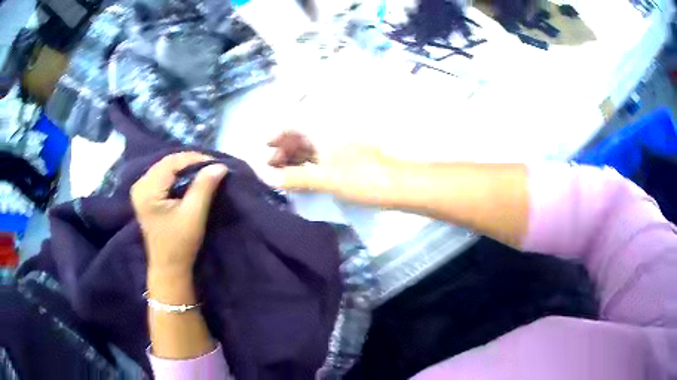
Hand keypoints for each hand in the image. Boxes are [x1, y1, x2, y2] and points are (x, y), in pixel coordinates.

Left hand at [131, 152, 227, 278]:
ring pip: (165, 168)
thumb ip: (204, 187)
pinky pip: (163, 176)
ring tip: (203, 173)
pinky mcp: (145, 195)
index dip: (194, 159)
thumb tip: (219, 165)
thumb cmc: (180, 244)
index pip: (172, 162)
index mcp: (147, 189)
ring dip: (185, 168)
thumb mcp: (194, 215)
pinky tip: (189, 180)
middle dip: (190, 163)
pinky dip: (177, 175)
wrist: (168, 267)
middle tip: (211, 168)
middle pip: (167, 163)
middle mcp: (140, 185)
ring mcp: (140, 190)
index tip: (215, 163)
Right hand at [268, 130, 398, 204]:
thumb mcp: (327, 179)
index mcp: (324, 130)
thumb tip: (268, 178)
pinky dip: (308, 165)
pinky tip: (301, 175)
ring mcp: (340, 146)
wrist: (400, 184)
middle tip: (270, 166)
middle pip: (300, 135)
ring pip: (311, 147)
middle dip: (283, 148)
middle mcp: (330, 132)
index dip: (276, 133)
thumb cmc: (363, 178)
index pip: (293, 123)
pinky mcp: (347, 158)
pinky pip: (321, 157)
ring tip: (281, 174)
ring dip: (294, 157)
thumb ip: (296, 177)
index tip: (263, 147)